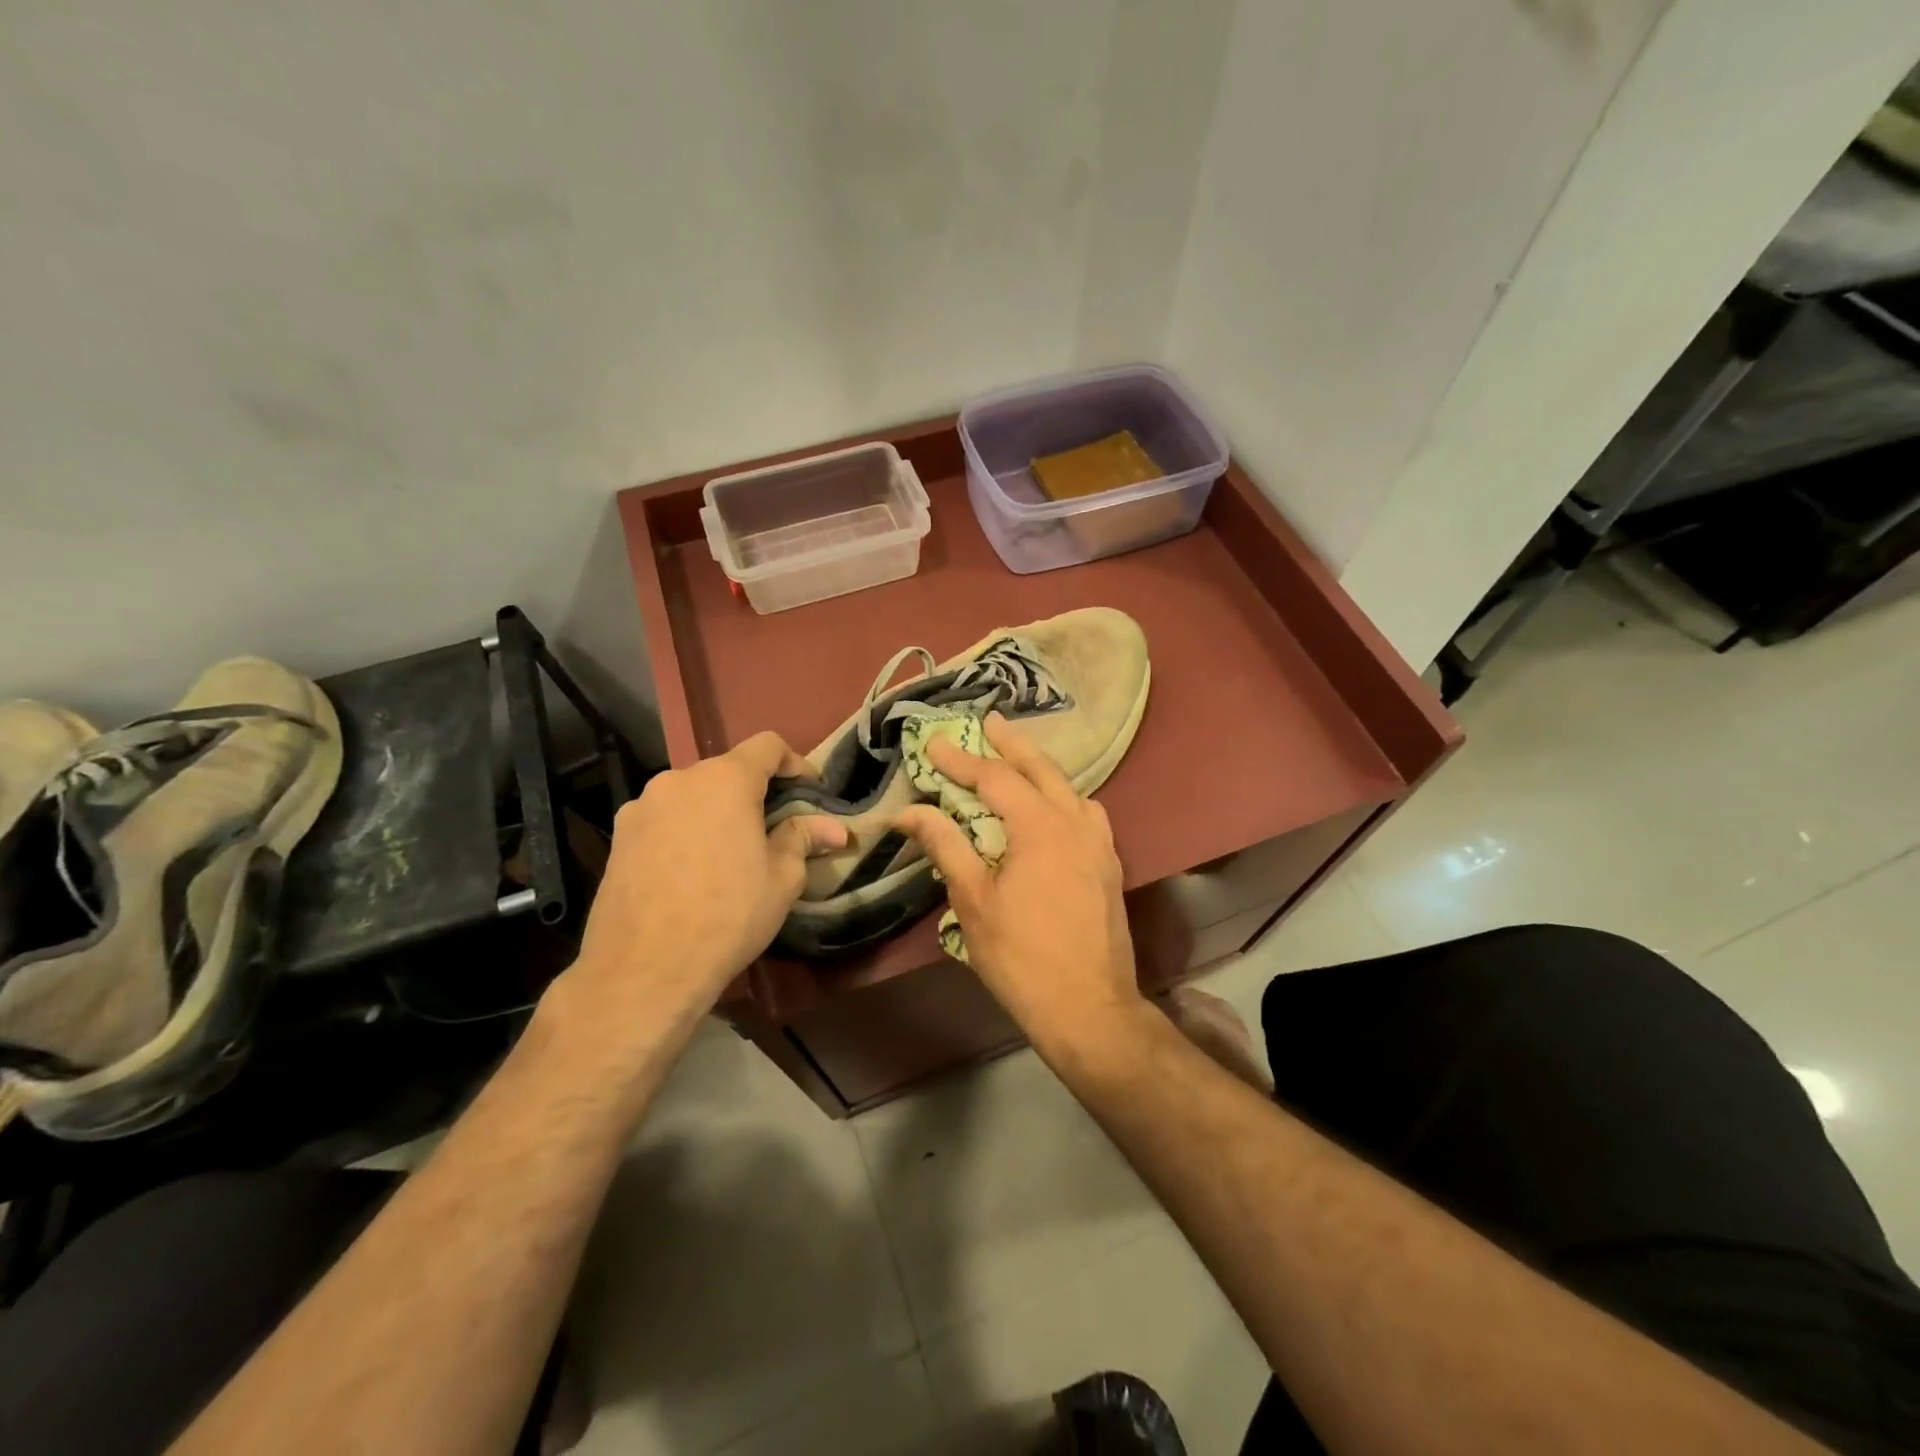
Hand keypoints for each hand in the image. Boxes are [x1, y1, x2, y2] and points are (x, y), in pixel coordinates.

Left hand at [564, 732, 846, 1028]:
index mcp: (725, 780)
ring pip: (693, 795)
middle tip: (774, 829)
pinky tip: (691, 871)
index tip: (809, 791)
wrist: (644, 969)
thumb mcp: (782, 878)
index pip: (767, 745)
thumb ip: (803, 838)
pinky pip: (665, 819)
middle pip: (727, 770)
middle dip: (755, 793)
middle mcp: (679, 780)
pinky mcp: (619, 836)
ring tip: (730, 854)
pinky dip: (686, 830)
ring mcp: (642, 806)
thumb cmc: (728, 915)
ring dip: (717, 812)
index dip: (795, 763)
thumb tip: (836, 828)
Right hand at [893, 713, 1141, 1045]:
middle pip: (1042, 769)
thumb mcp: (973, 901)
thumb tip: (909, 811)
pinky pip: (1087, 814)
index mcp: (1040, 827)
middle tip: (992, 721)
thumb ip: (946, 846)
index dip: (961, 760)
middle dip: (1013, 744)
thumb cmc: (1022, 956)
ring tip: (1020, 758)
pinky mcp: (1109, 866)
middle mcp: (1075, 823)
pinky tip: (1056, 808)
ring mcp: (1099, 844)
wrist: (1089, 1007)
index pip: (995, 778)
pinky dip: (1065, 797)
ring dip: (1042, 768)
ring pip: (1070, 789)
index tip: (934, 743)